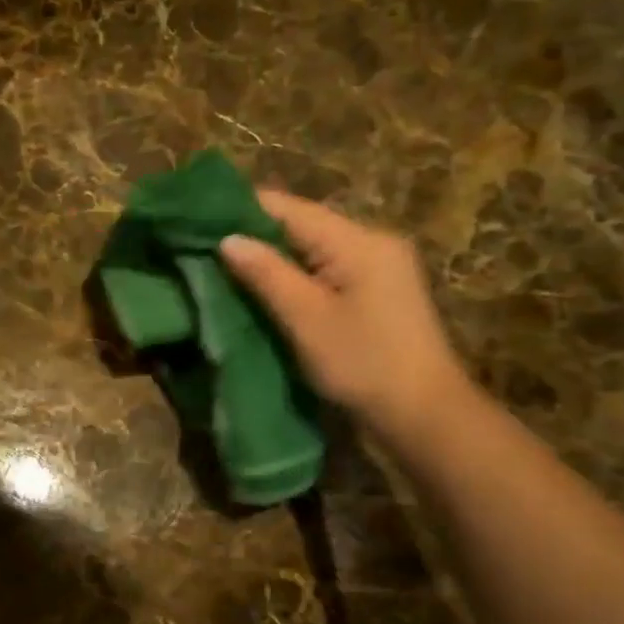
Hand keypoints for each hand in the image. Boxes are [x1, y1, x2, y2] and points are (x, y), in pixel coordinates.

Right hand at [220, 190, 470, 450]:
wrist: (425, 415)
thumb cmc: (363, 364)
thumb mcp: (307, 319)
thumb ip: (266, 274)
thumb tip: (227, 239)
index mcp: (357, 240)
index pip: (288, 208)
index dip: (241, 211)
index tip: (198, 223)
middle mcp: (372, 241)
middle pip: (301, 223)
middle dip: (255, 235)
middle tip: (206, 250)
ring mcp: (380, 265)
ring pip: (313, 247)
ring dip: (274, 257)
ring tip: (227, 268)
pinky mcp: (379, 289)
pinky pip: (327, 268)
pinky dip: (296, 274)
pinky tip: (268, 288)